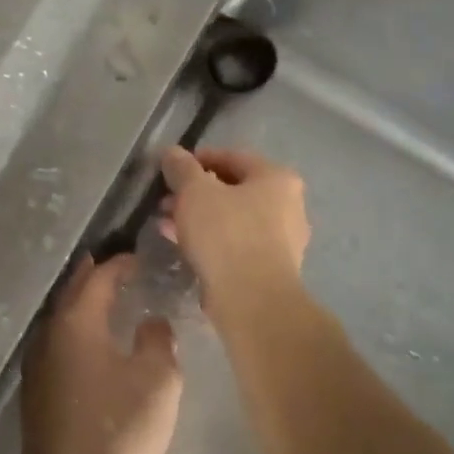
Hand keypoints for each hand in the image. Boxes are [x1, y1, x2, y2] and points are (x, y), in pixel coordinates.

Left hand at [18, 254, 181, 453]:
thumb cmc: (117, 430)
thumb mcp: (157, 382)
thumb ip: (159, 341)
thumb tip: (152, 322)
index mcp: (76, 321)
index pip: (99, 277)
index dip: (121, 264)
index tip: (141, 258)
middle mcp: (50, 333)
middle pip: (73, 292)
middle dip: (95, 276)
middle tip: (120, 268)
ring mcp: (38, 363)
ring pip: (63, 319)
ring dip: (84, 306)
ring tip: (109, 302)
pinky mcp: (37, 391)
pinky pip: (60, 344)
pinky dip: (78, 333)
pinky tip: (94, 347)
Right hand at [159, 146, 310, 316]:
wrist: (252, 300)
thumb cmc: (226, 233)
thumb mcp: (195, 192)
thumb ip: (182, 168)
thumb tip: (172, 153)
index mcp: (277, 178)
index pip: (232, 157)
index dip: (197, 159)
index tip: (170, 169)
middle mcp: (288, 205)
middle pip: (233, 189)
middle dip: (195, 193)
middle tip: (165, 200)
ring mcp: (283, 239)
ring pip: (232, 218)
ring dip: (198, 217)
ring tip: (166, 223)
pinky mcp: (270, 268)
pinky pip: (235, 243)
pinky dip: (210, 239)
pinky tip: (182, 244)